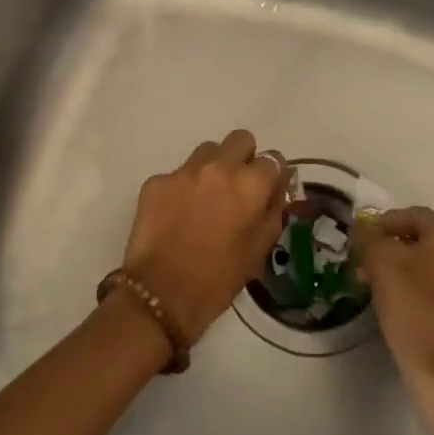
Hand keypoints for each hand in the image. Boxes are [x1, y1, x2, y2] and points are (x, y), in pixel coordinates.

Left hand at [124, 130, 288, 347]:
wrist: (161, 294)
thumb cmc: (218, 280)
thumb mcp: (259, 250)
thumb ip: (273, 212)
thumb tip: (277, 191)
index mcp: (250, 185)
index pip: (273, 159)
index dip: (271, 176)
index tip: (266, 191)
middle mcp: (218, 168)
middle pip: (240, 140)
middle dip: (244, 158)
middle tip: (237, 188)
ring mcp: (183, 171)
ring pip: (207, 151)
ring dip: (213, 167)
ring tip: (206, 199)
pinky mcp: (156, 181)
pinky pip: (178, 173)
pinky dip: (183, 188)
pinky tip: (177, 215)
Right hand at [351, 206, 433, 434]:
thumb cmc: (414, 313)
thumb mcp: (381, 266)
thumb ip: (371, 238)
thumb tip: (366, 226)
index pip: (413, 215)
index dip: (383, 224)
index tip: (361, 242)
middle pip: (429, 243)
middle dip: (397, 251)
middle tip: (369, 268)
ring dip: (414, 274)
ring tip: (387, 294)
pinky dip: (430, 298)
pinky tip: (412, 317)